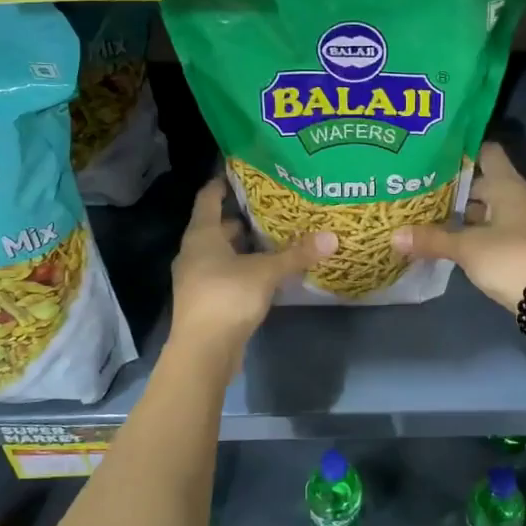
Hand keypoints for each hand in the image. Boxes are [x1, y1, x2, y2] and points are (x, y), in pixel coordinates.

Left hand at [169, 178, 334, 361]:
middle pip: (216, 227)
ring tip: (274, 238)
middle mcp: (194, 252)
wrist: (203, 351)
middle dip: (242, 218)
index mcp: (202, 236)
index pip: (208, 199)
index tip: (240, 174)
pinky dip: (242, 269)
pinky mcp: (205, 301)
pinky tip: (266, 272)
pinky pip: (224, 275)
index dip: (222, 185)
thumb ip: (297, 254)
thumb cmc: (227, 297)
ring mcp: (196, 279)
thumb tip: (332, 237)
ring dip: (243, 247)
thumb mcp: (266, 272)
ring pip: (221, 253)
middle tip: (272, 208)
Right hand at [391, 142, 525, 310]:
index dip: (463, 149)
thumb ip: (431, 239)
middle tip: (420, 184)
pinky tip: (447, 237)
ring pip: (485, 208)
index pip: (487, 152)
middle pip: (483, 182)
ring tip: (426, 211)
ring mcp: (521, 223)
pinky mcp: (520, 246)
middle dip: (453, 185)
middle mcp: (517, 198)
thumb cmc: (509, 258)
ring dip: (461, 212)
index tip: (435, 150)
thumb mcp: (466, 247)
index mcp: (508, 186)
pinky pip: (490, 229)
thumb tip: (394, 236)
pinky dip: (471, 231)